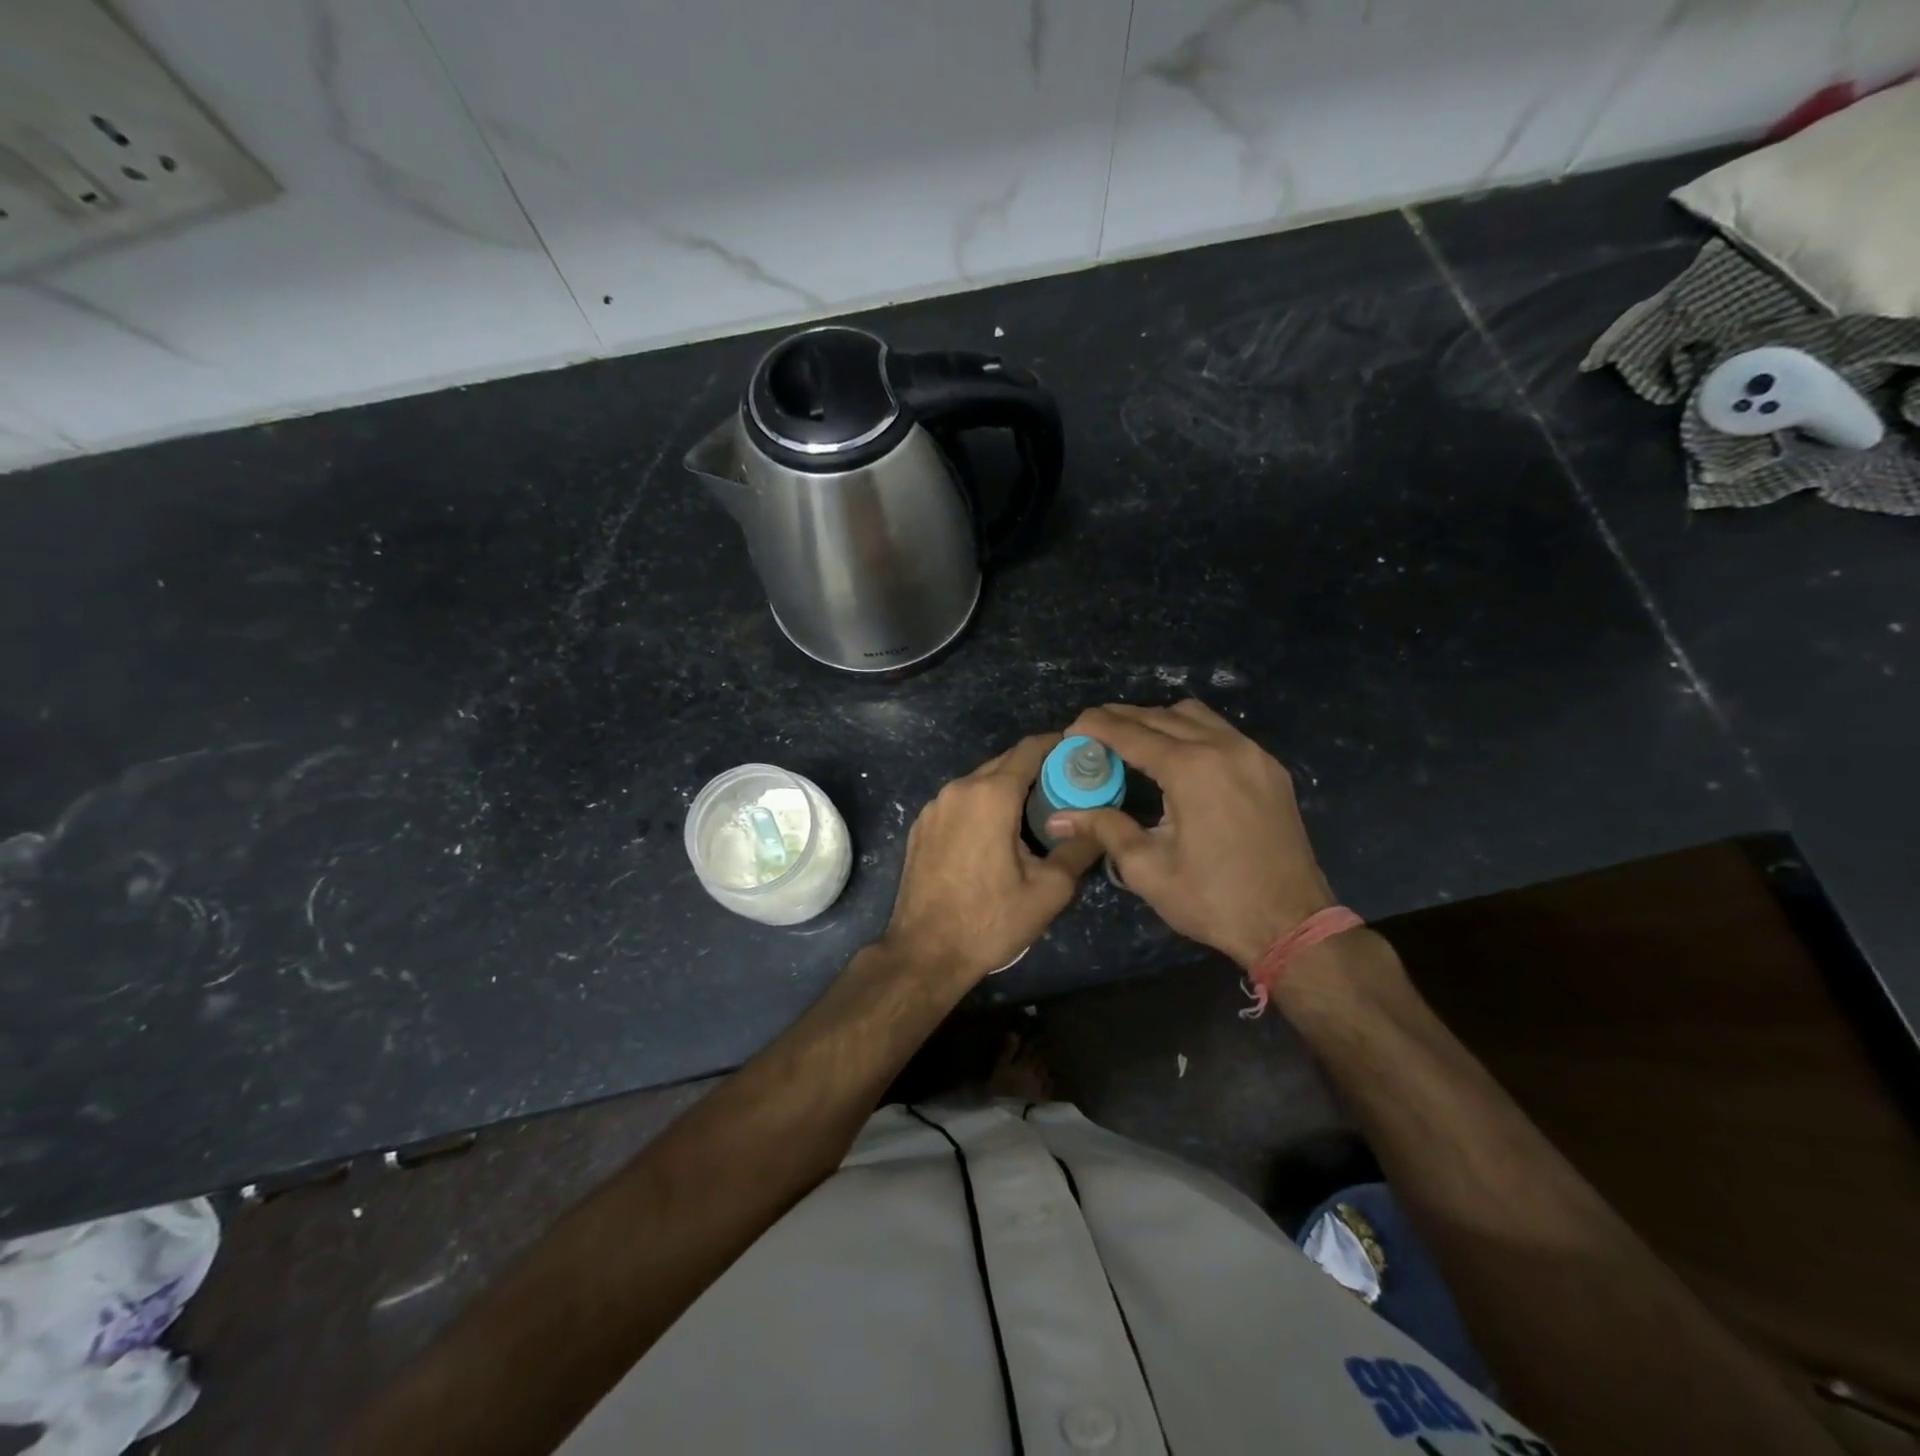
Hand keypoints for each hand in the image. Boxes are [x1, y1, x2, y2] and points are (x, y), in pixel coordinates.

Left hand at [881, 734, 1102, 985]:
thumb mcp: (1049, 890)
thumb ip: (1078, 849)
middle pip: (1004, 763)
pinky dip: (981, 806)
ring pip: (979, 783)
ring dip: (1007, 789)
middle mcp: (958, 789)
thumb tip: (1099, 827)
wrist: (924, 952)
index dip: (1058, 745)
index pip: (1029, 750)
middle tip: (1066, 786)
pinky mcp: (920, 826)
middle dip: (1036, 768)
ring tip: (1035, 811)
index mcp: (990, 795)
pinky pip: (959, 802)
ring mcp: (934, 807)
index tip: (1081, 751)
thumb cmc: (990, 920)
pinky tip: (996, 832)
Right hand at [1047, 701, 1334, 968]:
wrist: (1293, 925)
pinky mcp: (1270, 768)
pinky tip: (1175, 755)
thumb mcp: (1148, 869)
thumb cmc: (1214, 900)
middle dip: (1121, 719)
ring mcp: (1253, 754)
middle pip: (1161, 716)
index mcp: (1191, 769)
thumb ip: (1104, 829)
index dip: (1096, 726)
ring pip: (1195, 716)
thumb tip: (1058, 818)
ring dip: (1158, 720)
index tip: (1071, 728)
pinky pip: (1221, 731)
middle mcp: (1224, 748)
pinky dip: (1189, 731)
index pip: (1131, 733)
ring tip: (1130, 740)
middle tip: (1091, 731)